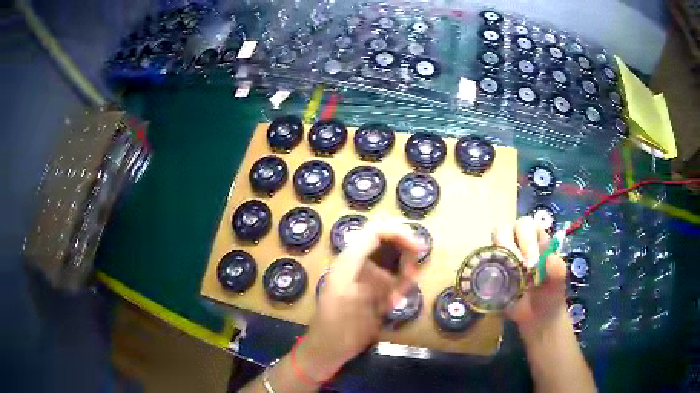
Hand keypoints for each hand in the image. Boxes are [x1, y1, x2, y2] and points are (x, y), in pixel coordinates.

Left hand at [296, 221, 424, 380]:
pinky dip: (399, 288)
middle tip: (411, 277)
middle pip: (389, 243)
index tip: (419, 248)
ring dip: (403, 274)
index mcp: (350, 259)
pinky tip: (393, 303)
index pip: (377, 231)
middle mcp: (359, 263)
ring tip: (397, 296)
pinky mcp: (374, 291)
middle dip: (405, 255)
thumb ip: (368, 265)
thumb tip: (388, 245)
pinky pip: (394, 281)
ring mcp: (367, 277)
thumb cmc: (336, 324)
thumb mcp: (350, 294)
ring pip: (395, 262)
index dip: (399, 233)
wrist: (329, 349)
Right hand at [492, 216, 567, 335]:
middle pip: (502, 230)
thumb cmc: (550, 293)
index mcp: (534, 236)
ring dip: (496, 260)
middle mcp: (514, 241)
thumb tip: (548, 259)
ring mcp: (499, 257)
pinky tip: (496, 289)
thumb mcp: (558, 281)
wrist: (537, 317)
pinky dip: (485, 275)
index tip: (531, 264)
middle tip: (517, 270)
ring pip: (490, 246)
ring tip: (506, 281)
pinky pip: (480, 267)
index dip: (526, 240)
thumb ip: (556, 269)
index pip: (525, 225)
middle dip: (509, 247)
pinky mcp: (488, 273)